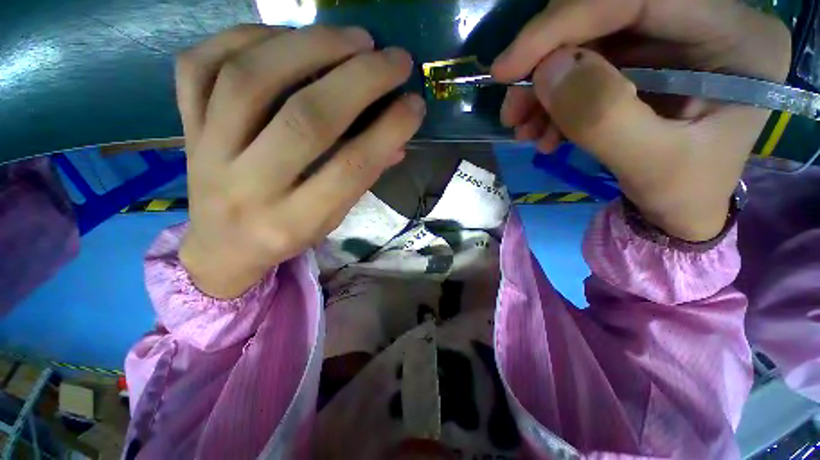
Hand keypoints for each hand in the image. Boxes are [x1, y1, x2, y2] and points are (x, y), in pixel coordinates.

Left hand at [176, 25, 424, 298]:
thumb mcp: (332, 218)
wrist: (222, 246)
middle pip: (306, 119)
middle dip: (359, 80)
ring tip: (353, 38)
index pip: (351, 168)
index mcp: (295, 221)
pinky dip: (247, 37)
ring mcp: (207, 153)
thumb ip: (363, 178)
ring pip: (250, 80)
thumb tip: (398, 138)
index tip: (415, 104)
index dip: (388, 131)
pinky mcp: (185, 127)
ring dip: (310, 46)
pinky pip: (200, 66)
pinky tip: (285, 36)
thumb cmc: (286, 234)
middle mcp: (249, 188)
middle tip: (394, 59)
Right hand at [492, 0, 790, 240]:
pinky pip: (584, 63)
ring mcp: (673, 36)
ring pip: (587, 39)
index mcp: (737, 39)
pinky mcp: (644, 56)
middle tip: (513, 109)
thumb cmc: (683, 193)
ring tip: (525, 129)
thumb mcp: (650, 166)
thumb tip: (548, 72)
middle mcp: (708, 20)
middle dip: (546, 60)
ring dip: (544, 86)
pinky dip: (553, 98)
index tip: (508, 68)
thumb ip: (603, 118)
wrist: (683, 206)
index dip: (566, 22)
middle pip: (607, 12)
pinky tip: (543, 130)